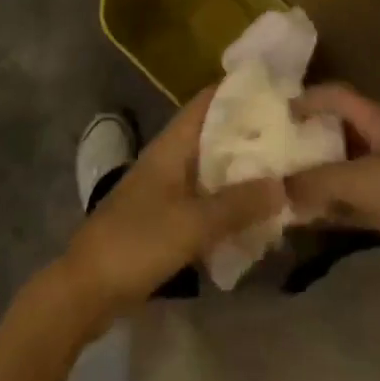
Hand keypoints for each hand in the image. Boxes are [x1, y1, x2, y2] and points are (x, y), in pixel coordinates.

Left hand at [57, 86, 284, 327]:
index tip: (278, 90)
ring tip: (283, 170)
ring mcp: (166, 188)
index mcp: (172, 146)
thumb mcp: (192, 224)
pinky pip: (206, 198)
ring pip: (212, 168)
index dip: (240, 90)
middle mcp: (170, 159)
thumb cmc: (136, 243)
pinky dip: (229, 200)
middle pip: (215, 134)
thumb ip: (238, 204)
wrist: (85, 290)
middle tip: (293, 134)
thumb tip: (283, 184)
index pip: (208, 102)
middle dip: (250, 133)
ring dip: (242, 169)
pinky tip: (255, 213)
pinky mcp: (166, 218)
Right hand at [285, 84, 379, 300]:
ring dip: (314, 180)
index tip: (270, 117)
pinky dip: (331, 209)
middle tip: (264, 158)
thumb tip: (276, 188)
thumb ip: (319, 182)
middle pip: (336, 133)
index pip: (336, 96)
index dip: (305, 100)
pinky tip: (305, 222)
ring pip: (343, 171)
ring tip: (276, 191)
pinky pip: (354, 203)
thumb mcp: (367, 182)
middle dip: (303, 143)